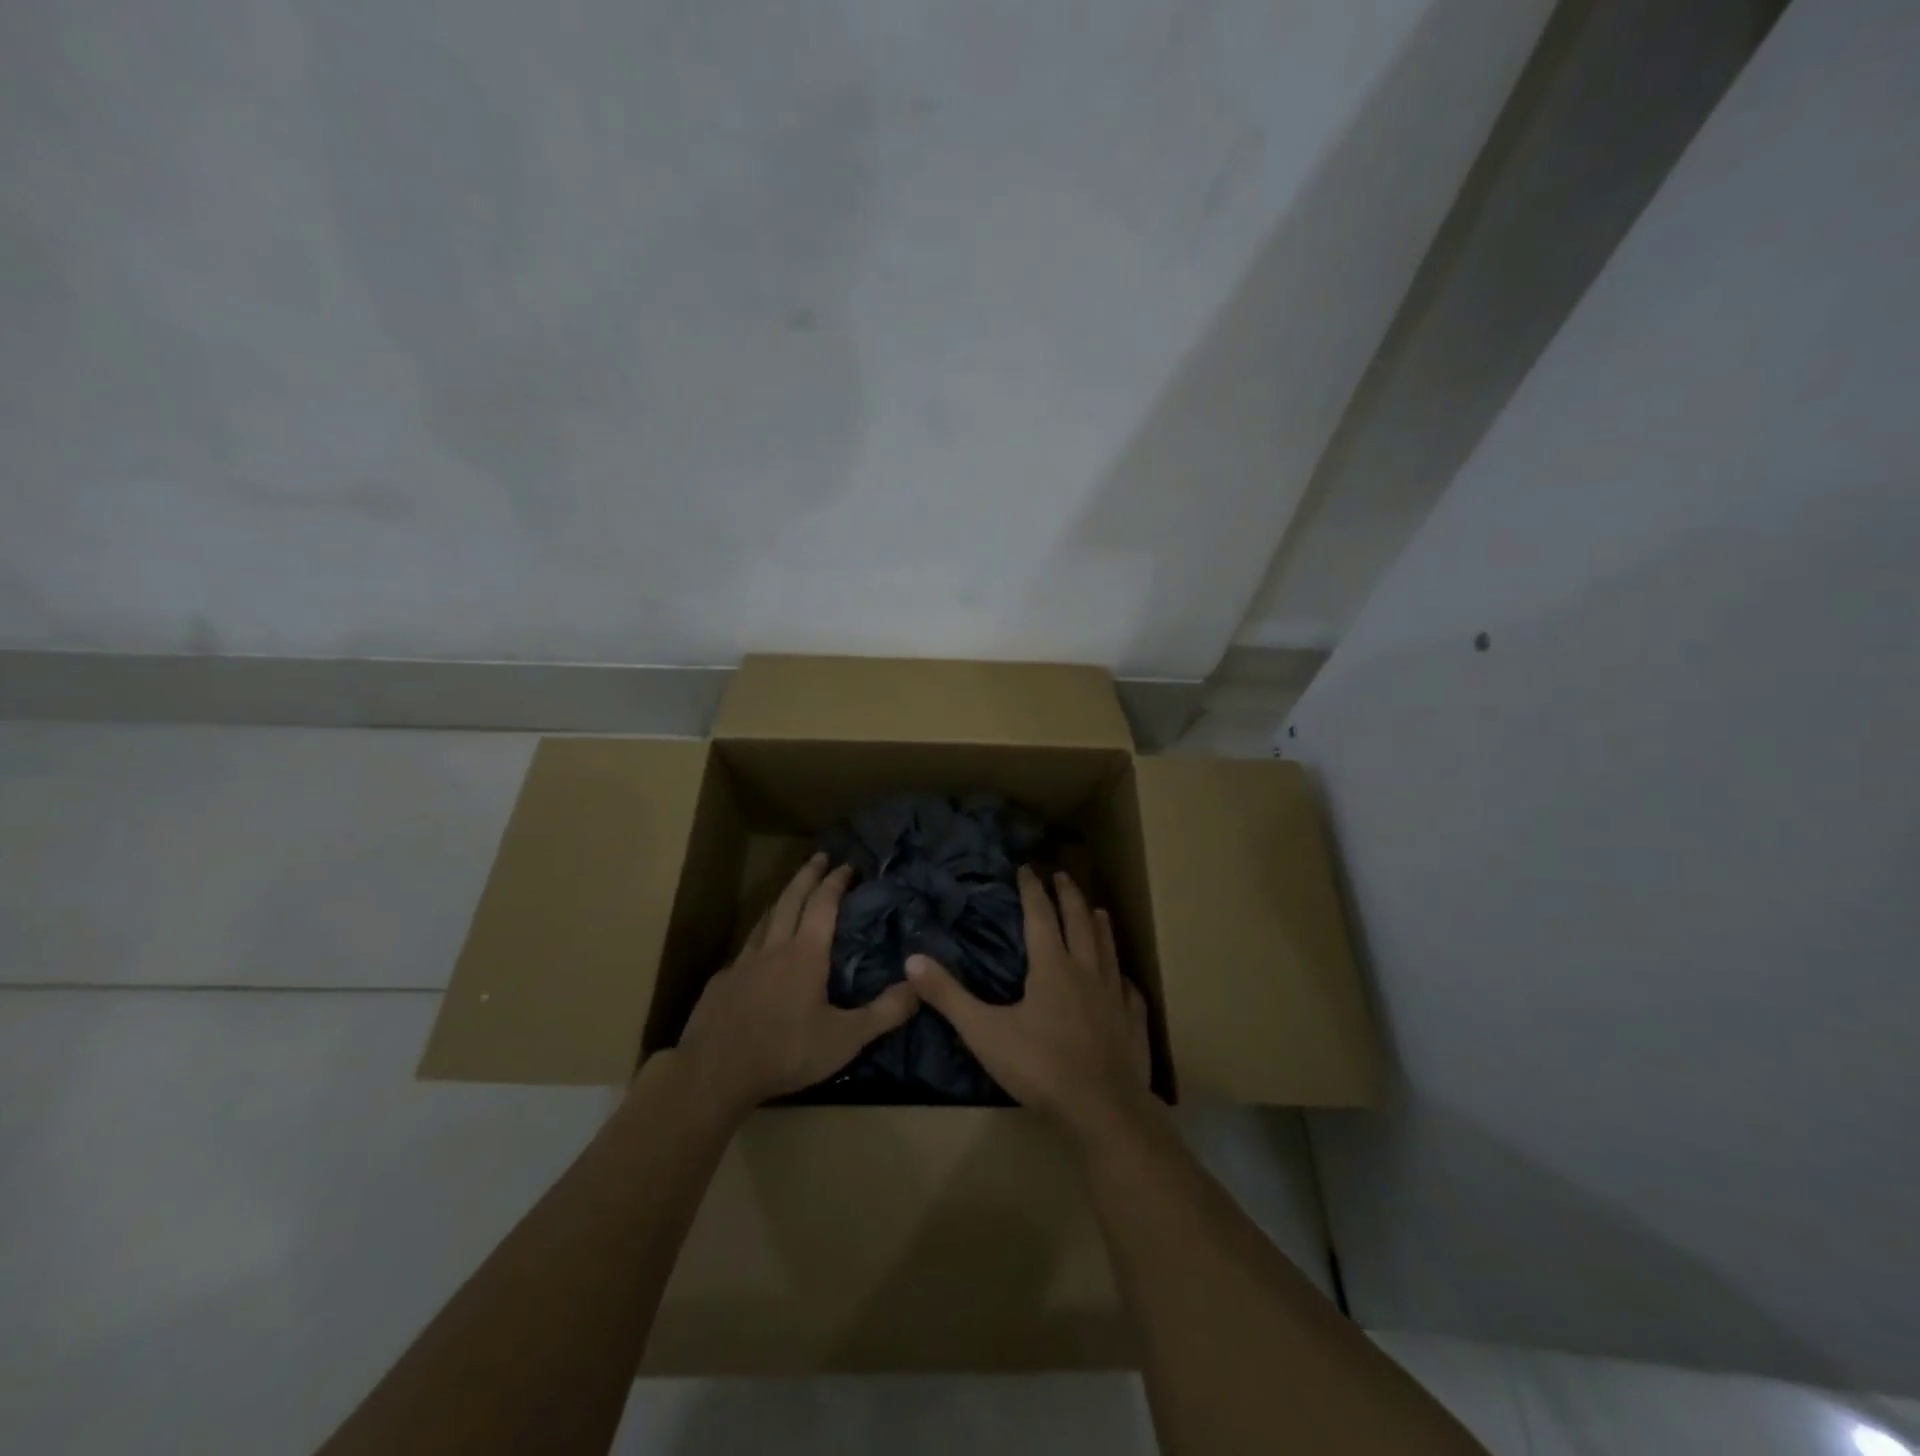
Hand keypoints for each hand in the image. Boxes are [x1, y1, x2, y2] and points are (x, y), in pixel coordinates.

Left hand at [675, 853, 919, 1115]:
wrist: (715, 1073)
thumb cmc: (787, 1051)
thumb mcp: (846, 1038)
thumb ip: (885, 1012)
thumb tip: (918, 985)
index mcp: (805, 953)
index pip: (823, 904)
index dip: (835, 882)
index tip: (846, 864)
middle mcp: (774, 947)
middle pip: (790, 899)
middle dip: (807, 875)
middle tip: (819, 856)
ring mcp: (742, 963)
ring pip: (764, 919)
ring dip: (781, 900)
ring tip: (791, 893)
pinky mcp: (721, 983)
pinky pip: (744, 950)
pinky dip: (758, 938)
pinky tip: (758, 952)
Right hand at [906, 867, 1152, 1141]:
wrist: (1103, 1109)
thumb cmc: (1040, 1067)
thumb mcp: (985, 1032)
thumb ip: (949, 996)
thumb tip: (912, 960)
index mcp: (1052, 967)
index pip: (1041, 916)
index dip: (1032, 890)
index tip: (1027, 868)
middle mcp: (1086, 971)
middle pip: (1079, 922)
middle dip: (1069, 895)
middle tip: (1062, 875)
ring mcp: (1114, 996)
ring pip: (1108, 949)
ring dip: (1100, 925)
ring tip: (1098, 909)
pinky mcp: (1132, 1022)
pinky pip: (1129, 990)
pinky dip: (1123, 976)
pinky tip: (1124, 979)